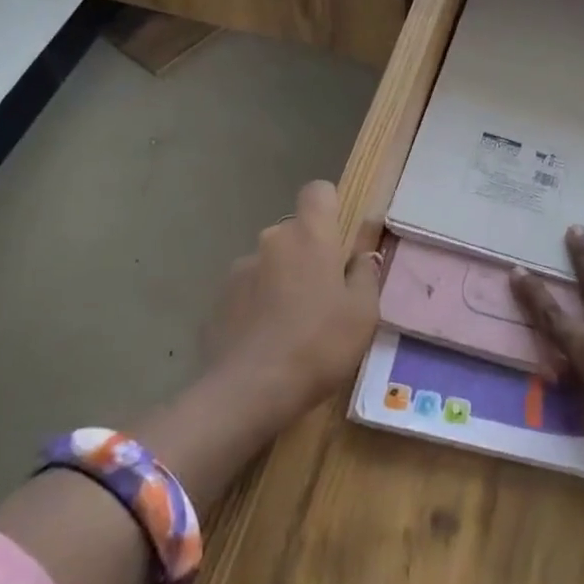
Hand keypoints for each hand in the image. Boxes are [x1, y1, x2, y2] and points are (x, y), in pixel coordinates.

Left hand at [203, 180, 381, 430]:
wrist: (249, 391)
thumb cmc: (319, 344)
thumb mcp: (363, 313)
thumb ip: (365, 275)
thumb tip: (361, 257)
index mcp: (310, 235)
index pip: (318, 191)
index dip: (330, 208)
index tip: (340, 240)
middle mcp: (271, 239)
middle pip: (295, 232)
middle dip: (309, 254)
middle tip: (325, 296)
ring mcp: (239, 269)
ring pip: (270, 263)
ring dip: (282, 280)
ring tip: (293, 326)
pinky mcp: (217, 300)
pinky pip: (248, 291)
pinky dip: (258, 306)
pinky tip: (267, 342)